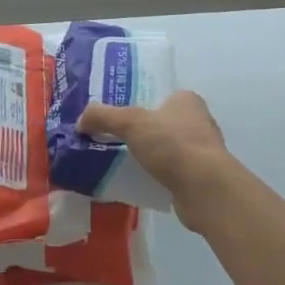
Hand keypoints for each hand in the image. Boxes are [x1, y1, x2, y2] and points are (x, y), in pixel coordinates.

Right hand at [78, 90, 238, 231]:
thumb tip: (80, 122)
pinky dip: (156, 175)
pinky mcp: (199, 177)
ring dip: (149, 156)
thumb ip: (103, 117)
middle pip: (161, 123)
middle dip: (141, 133)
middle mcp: (198, 121)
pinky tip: (138, 181)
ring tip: (121, 162)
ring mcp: (201, 151)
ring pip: (167, 149)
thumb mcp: (131, 122)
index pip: (159, 96)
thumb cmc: (172, 145)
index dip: (138, 104)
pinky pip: (171, 171)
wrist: (203, 188)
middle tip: (113, 140)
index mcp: (187, 100)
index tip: (117, 118)